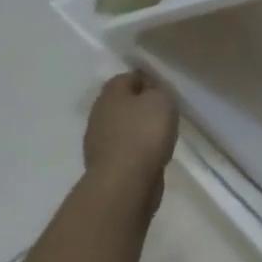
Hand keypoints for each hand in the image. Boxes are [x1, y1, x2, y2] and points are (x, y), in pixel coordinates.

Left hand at [82, 73, 177, 207]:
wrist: (125, 183)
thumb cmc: (144, 132)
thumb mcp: (161, 100)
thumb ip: (156, 91)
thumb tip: (149, 94)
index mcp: (109, 94)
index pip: (127, 77)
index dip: (146, 80)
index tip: (163, 89)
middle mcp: (98, 115)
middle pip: (122, 104)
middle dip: (140, 107)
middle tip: (162, 112)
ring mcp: (98, 144)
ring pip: (122, 129)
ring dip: (137, 131)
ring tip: (160, 136)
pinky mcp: (104, 168)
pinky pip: (124, 151)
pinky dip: (136, 151)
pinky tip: (151, 156)